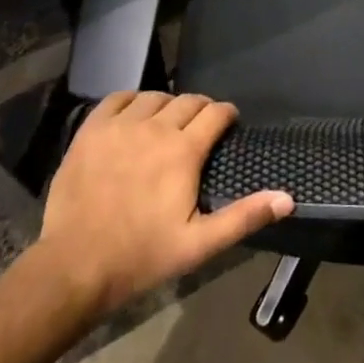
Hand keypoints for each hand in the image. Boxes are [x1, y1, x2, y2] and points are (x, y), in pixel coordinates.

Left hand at [32, 92, 292, 316]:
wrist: (75, 266)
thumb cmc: (142, 257)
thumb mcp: (199, 245)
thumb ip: (244, 217)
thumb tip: (288, 199)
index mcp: (184, 151)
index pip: (215, 113)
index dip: (226, 114)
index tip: (229, 122)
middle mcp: (156, 127)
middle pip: (187, 101)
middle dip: (200, 109)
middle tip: (200, 126)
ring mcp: (121, 125)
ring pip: (154, 97)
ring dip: (167, 105)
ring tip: (167, 123)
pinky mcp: (92, 130)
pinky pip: (117, 98)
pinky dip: (131, 100)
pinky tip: (133, 115)